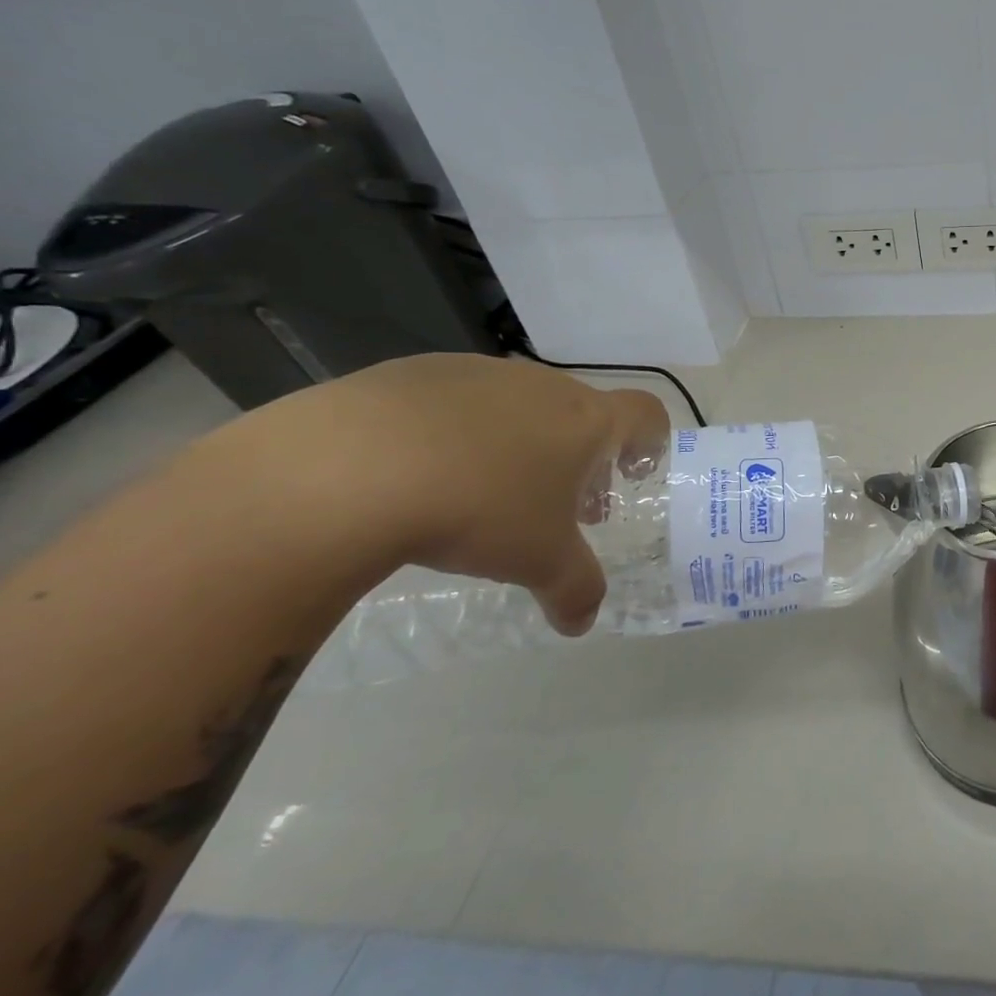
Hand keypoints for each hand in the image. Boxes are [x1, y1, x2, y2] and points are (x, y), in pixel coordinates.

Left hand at [253, 355, 668, 633]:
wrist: (346, 469)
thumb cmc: (478, 510)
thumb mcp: (538, 562)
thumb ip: (575, 589)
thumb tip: (581, 623)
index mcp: (586, 420)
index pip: (645, 414)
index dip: (649, 440)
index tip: (632, 473)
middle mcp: (542, 386)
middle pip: (579, 414)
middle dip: (576, 458)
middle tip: (554, 505)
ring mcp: (477, 373)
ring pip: (518, 407)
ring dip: (517, 443)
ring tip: (480, 492)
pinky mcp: (412, 372)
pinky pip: (454, 402)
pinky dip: (454, 432)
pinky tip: (417, 472)